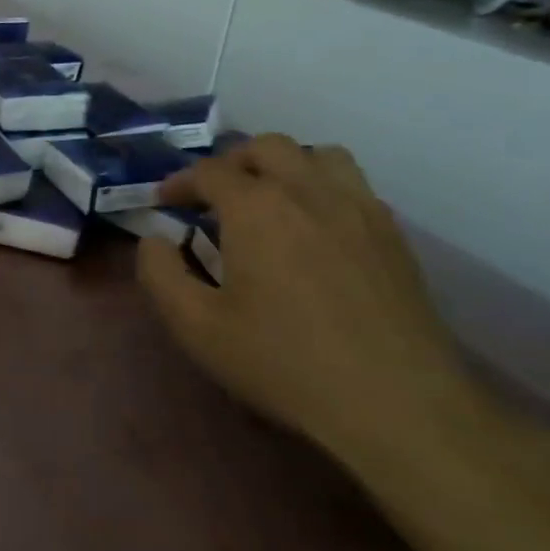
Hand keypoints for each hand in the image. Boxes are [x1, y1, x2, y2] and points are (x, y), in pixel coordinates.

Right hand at [135, 134, 481, 470]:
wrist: (394, 403)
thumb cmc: (282, 361)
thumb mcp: (196, 326)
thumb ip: (160, 274)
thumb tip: (154, 240)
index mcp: (256, 208)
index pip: (210, 172)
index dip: (180, 182)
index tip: (164, 202)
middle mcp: (309, 192)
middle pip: (267, 147)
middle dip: (232, 163)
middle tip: (213, 196)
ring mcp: (359, 209)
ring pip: (320, 155)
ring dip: (285, 166)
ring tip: (268, 200)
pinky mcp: (393, 236)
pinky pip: (354, 187)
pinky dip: (322, 189)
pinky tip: (314, 230)